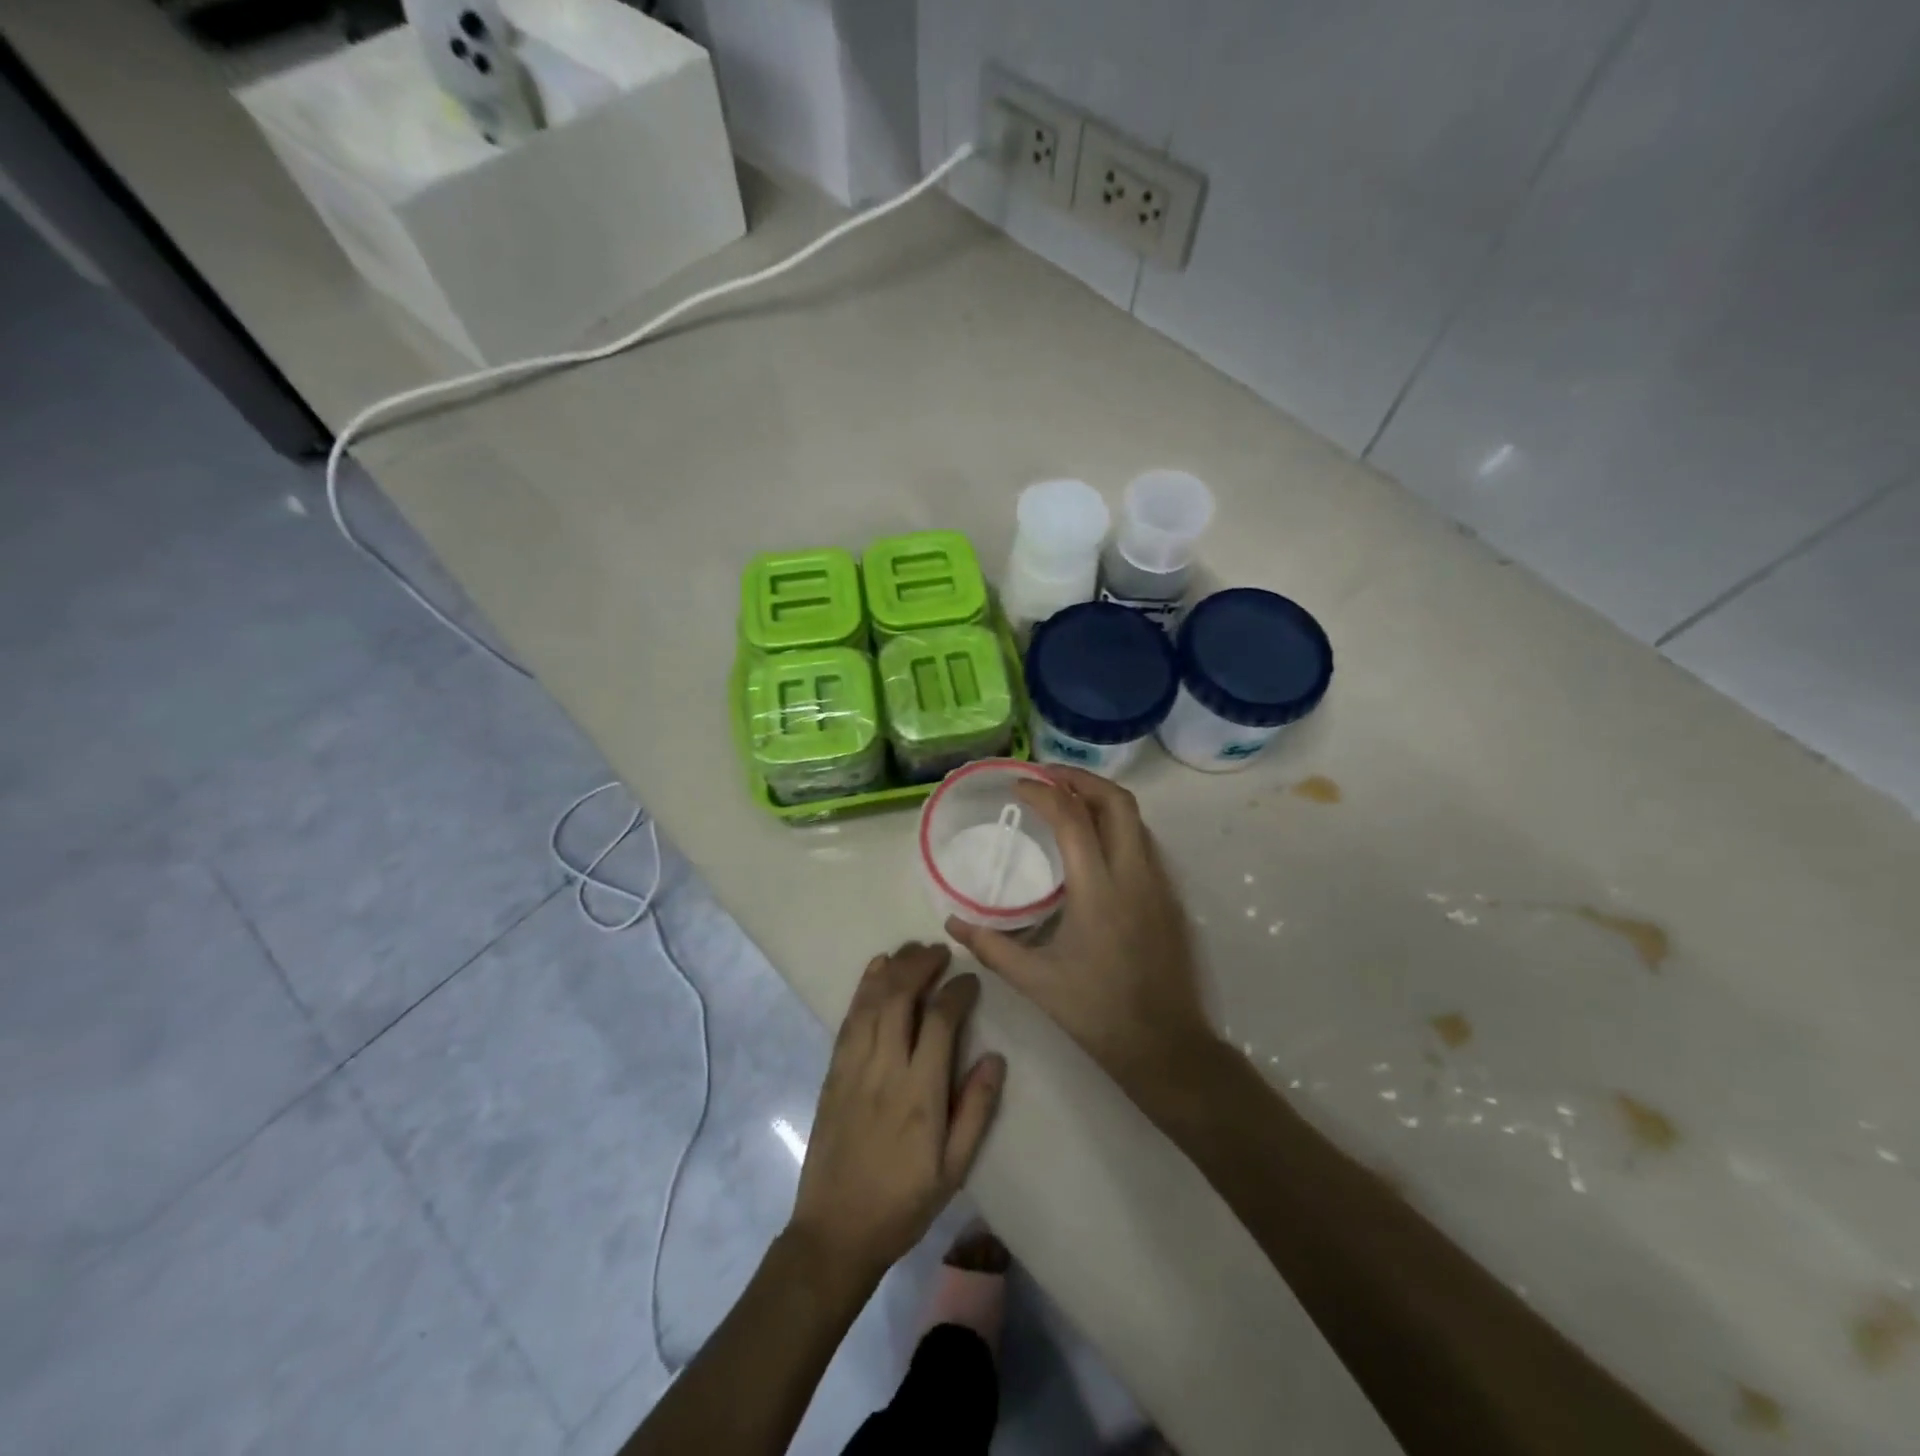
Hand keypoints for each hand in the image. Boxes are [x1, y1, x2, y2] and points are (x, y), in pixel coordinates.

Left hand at [789, 943, 1004, 1282]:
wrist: (835, 1232)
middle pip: (901, 998)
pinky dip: (864, 988)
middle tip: (940, 952)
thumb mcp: (953, 1169)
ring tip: (914, 950)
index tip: (970, 981)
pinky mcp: (833, 1072)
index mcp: (920, 1094)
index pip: (940, 1022)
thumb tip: (995, 1057)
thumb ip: (975, 1110)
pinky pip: (850, 1018)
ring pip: (873, 1001)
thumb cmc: (903, 1203)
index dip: (957, 992)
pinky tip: (876, 970)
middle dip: (921, 966)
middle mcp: (885, 1069)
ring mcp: (854, 1068)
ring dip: (894, 969)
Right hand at [946, 767, 1215, 1097]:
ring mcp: (1158, 884)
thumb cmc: (1097, 1012)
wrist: (1165, 1045)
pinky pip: (1143, 841)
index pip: (1073, 819)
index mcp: (1099, 891)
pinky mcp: (1169, 897)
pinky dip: (1115, 824)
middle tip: (1045, 777)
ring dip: (1100, 798)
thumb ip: (991, 946)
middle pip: (1116, 802)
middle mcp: (1134, 875)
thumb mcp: (1036, 982)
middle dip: (1080, 779)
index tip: (1017, 785)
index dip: (1043, 793)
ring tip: (1065, 800)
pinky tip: (1092, 843)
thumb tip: (952, 923)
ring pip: (1135, 819)